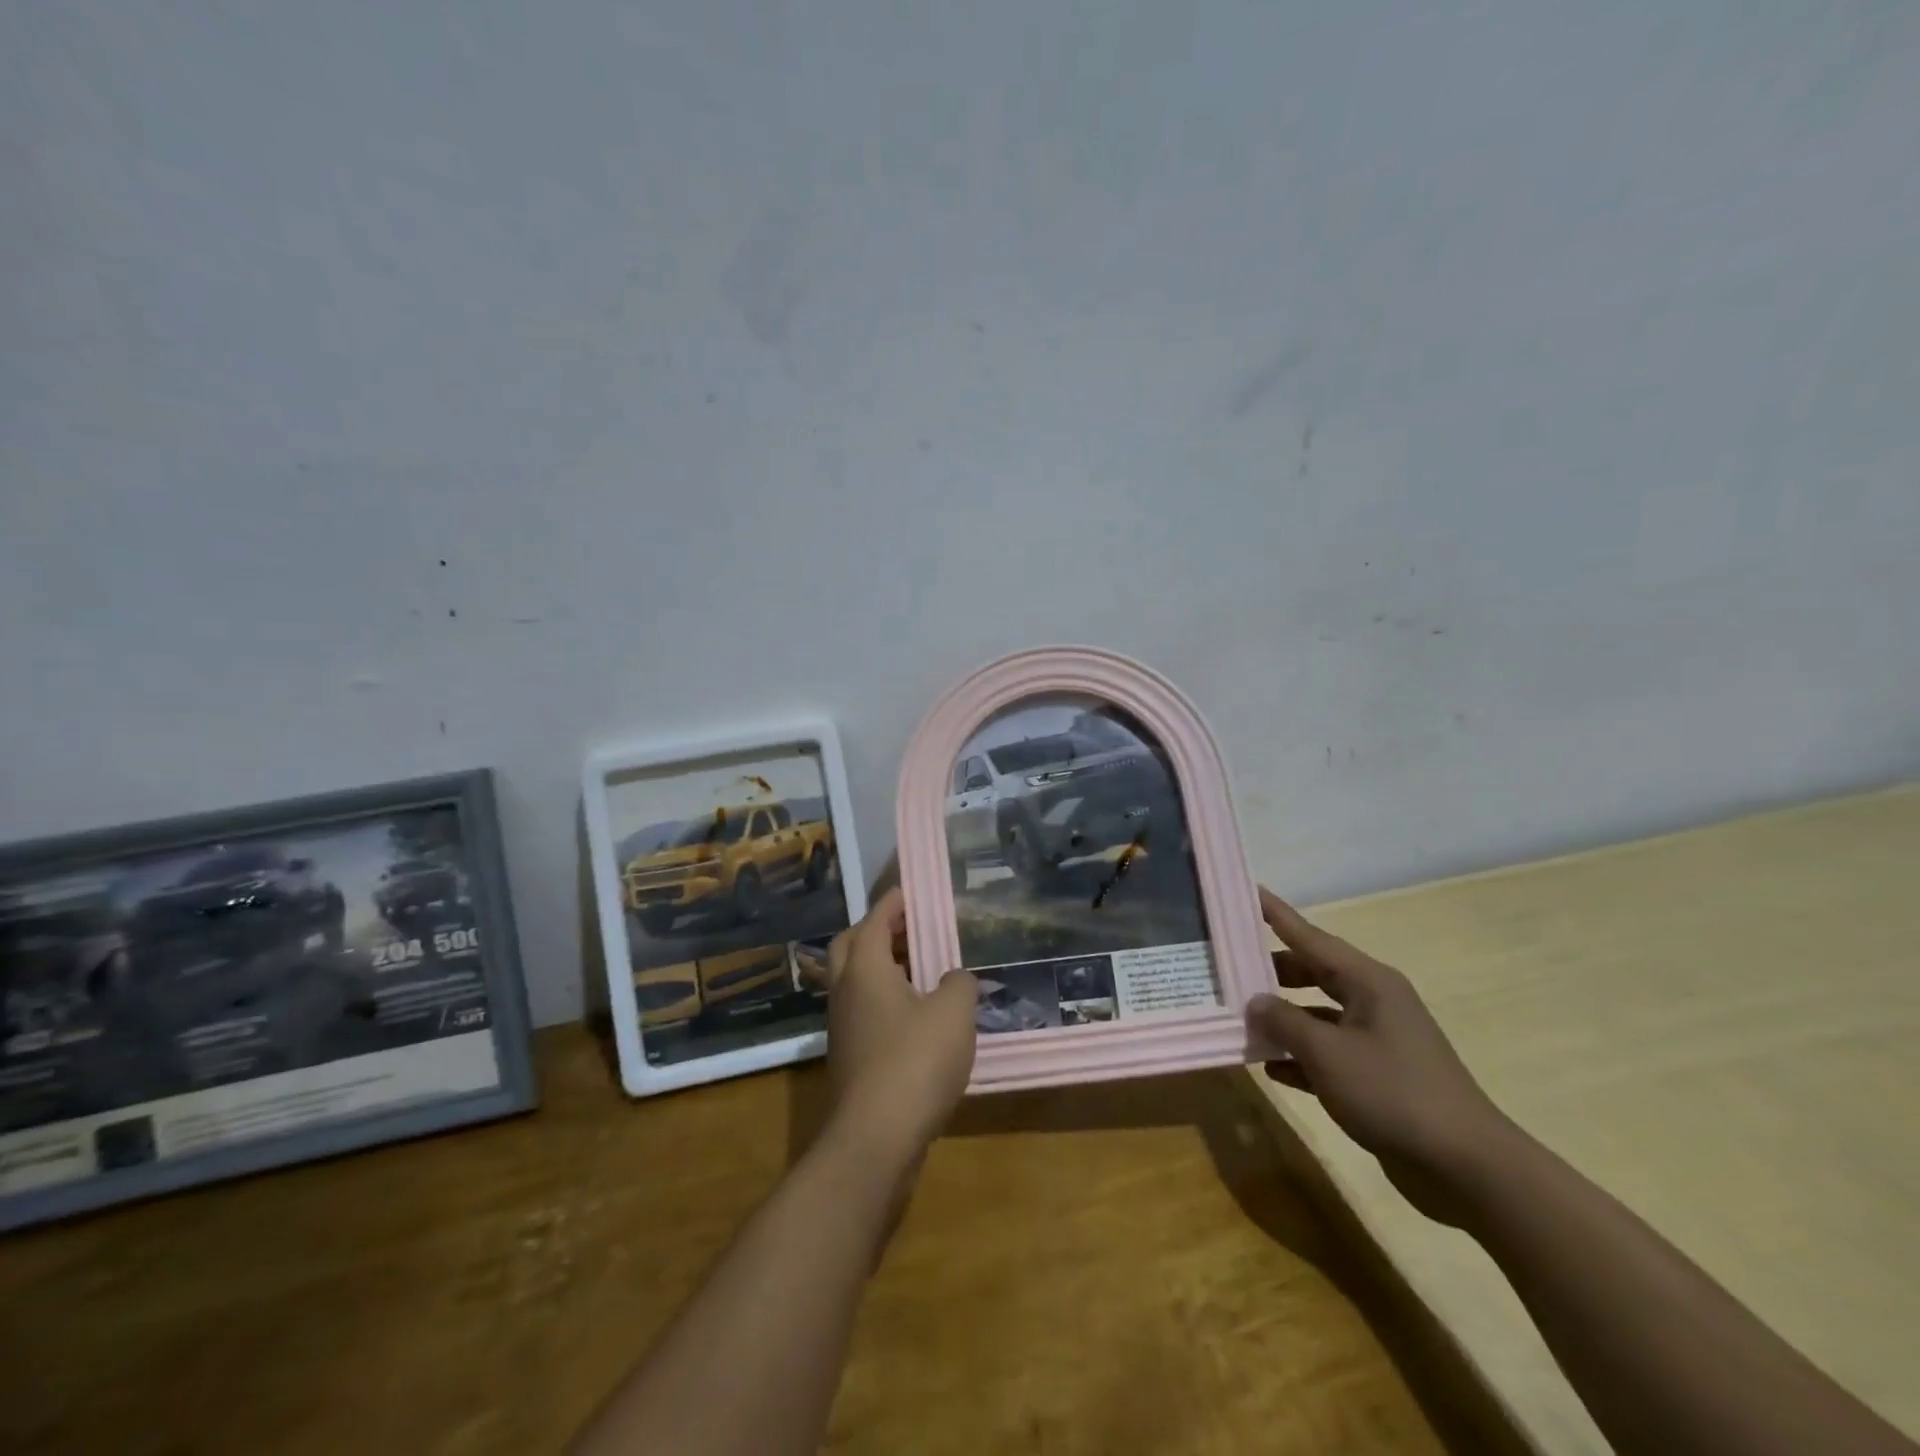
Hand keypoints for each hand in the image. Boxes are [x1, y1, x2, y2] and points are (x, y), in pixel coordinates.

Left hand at [821, 888, 977, 1164]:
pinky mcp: (850, 1059)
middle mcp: (845, 992)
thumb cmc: (915, 1061)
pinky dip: (885, 1001)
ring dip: (882, 968)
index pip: (874, 920)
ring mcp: (842, 1027)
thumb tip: (954, 979)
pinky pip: (864, 1012)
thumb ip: (959, 984)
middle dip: (877, 930)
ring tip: (921, 971)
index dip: (892, 903)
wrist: (876, 1140)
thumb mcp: (953, 1013)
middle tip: (910, 929)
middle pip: (851, 946)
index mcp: (865, 969)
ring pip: (855, 982)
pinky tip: (917, 1016)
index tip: (909, 892)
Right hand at [1246, 888, 1514, 1223]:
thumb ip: (1284, 1021)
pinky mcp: (1378, 1076)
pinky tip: (1271, 1068)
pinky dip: (1301, 1056)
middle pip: (1313, 972)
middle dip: (1271, 971)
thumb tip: (1256, 1001)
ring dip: (1283, 1019)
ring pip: (1317, 1014)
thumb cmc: (1393, 1093)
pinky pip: (1329, 1052)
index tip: (1248, 891)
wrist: (1467, 1169)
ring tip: (1239, 1019)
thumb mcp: (1327, 1053)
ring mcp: (1378, 1039)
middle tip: (1227, 967)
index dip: (1277, 915)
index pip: (1311, 937)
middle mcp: (1374, 1002)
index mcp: (1368, 982)